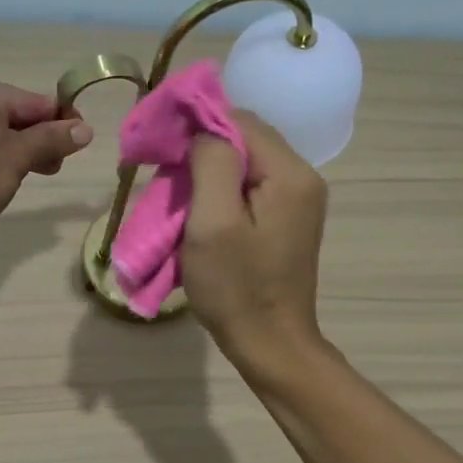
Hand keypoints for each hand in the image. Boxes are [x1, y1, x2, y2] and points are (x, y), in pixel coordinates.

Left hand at [0, 74, 92, 238]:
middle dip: (40, 140)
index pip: (34, 101)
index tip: (82, 142)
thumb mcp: (18, 157)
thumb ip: (51, 140)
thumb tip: (86, 130)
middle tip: (56, 167)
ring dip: (20, 152)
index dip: (62, 121)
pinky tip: (2, 179)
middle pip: (15, 116)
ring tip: (32, 176)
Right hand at [181, 112, 328, 377]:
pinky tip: (201, 210)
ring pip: (245, 162)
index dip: (196, 123)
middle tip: (164, 172)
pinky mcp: (287, 220)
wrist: (270, 343)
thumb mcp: (213, 222)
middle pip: (244, 138)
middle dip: (201, 148)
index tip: (160, 142)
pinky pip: (250, 187)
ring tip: (177, 194)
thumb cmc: (236, 287)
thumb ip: (211, 163)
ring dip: (208, 171)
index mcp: (289, 173)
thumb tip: (202, 129)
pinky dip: (221, 190)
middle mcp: (302, 177)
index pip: (238, 119)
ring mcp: (298, 200)